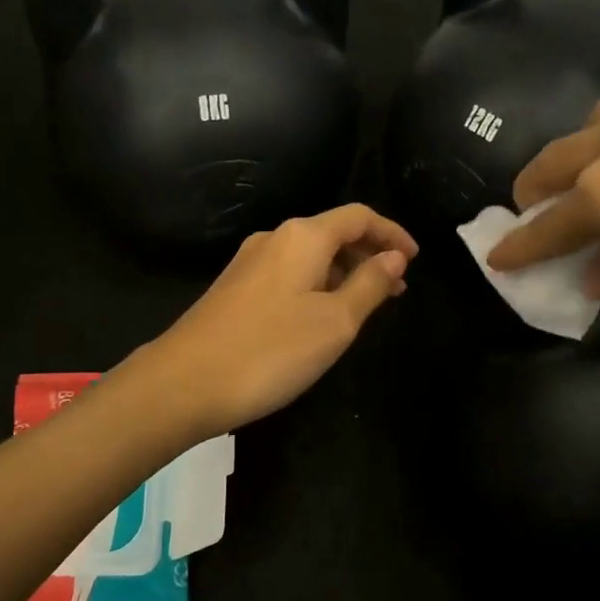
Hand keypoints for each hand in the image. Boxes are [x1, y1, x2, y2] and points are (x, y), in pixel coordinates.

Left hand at [137, 204, 417, 436]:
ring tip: (367, 306)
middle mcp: (274, 239)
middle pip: (333, 233)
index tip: (415, 259)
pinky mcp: (235, 289)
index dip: (392, 233)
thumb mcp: (335, 322)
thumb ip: (369, 285)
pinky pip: (289, 275)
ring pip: (310, 257)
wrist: (184, 383)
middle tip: (397, 289)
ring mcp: (250, 263)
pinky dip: (317, 286)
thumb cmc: (270, 351)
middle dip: (369, 255)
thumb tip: (393, 258)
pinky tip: (322, 317)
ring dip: (343, 273)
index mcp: (303, 237)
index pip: (359, 216)